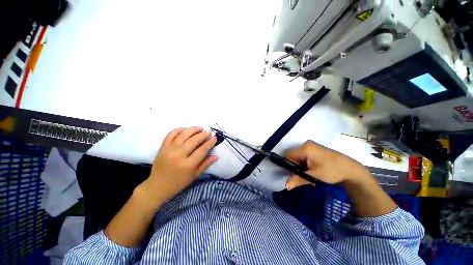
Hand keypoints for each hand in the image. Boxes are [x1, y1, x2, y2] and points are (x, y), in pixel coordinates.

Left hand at [141, 127, 217, 205]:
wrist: (157, 186)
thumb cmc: (179, 182)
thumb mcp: (195, 175)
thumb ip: (205, 164)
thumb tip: (216, 156)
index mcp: (188, 165)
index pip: (202, 150)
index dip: (210, 143)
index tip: (214, 138)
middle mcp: (179, 155)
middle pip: (194, 140)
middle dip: (203, 134)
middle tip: (209, 132)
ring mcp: (169, 150)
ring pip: (183, 135)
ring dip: (193, 129)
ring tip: (200, 128)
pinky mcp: (162, 147)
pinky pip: (171, 134)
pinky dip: (179, 130)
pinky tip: (185, 129)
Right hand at [284, 140, 369, 187]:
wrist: (351, 169)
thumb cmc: (333, 171)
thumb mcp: (315, 176)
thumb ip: (298, 179)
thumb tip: (286, 186)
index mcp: (305, 148)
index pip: (288, 155)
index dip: (287, 166)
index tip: (291, 175)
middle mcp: (306, 145)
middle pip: (293, 157)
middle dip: (295, 168)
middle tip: (301, 177)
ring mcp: (310, 146)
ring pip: (298, 158)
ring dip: (300, 167)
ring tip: (308, 176)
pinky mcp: (314, 149)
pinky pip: (304, 157)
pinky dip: (305, 165)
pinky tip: (312, 172)